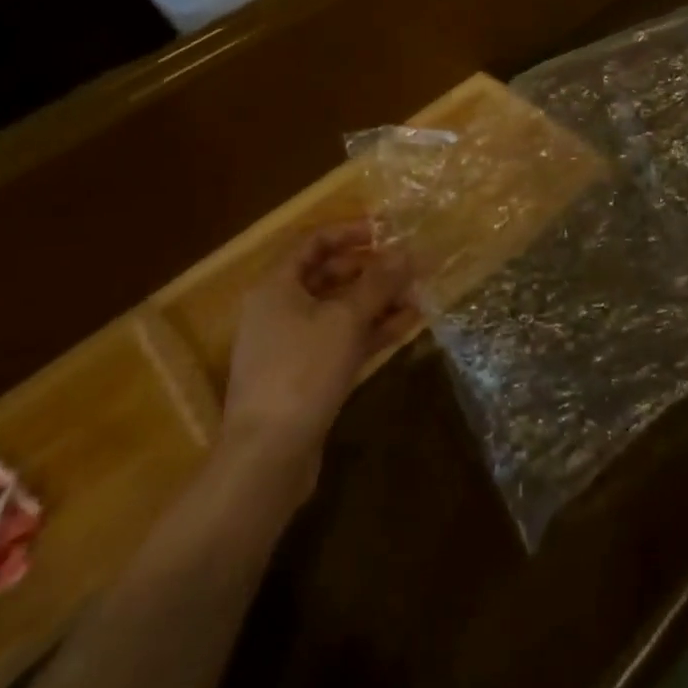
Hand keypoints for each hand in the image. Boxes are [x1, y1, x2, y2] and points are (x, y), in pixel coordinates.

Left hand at [221, 220, 415, 466]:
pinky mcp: (306, 375)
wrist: (268, 457)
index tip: (387, 230)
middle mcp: (279, 309)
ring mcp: (292, 344)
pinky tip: (408, 324)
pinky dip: (372, 330)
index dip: (350, 231)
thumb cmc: (302, 371)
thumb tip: (408, 251)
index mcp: (276, 286)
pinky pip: (342, 339)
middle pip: (329, 275)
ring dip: (378, 300)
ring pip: (340, 310)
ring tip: (419, 294)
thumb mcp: (346, 318)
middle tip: (410, 266)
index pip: (313, 242)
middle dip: (372, 269)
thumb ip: (379, 282)